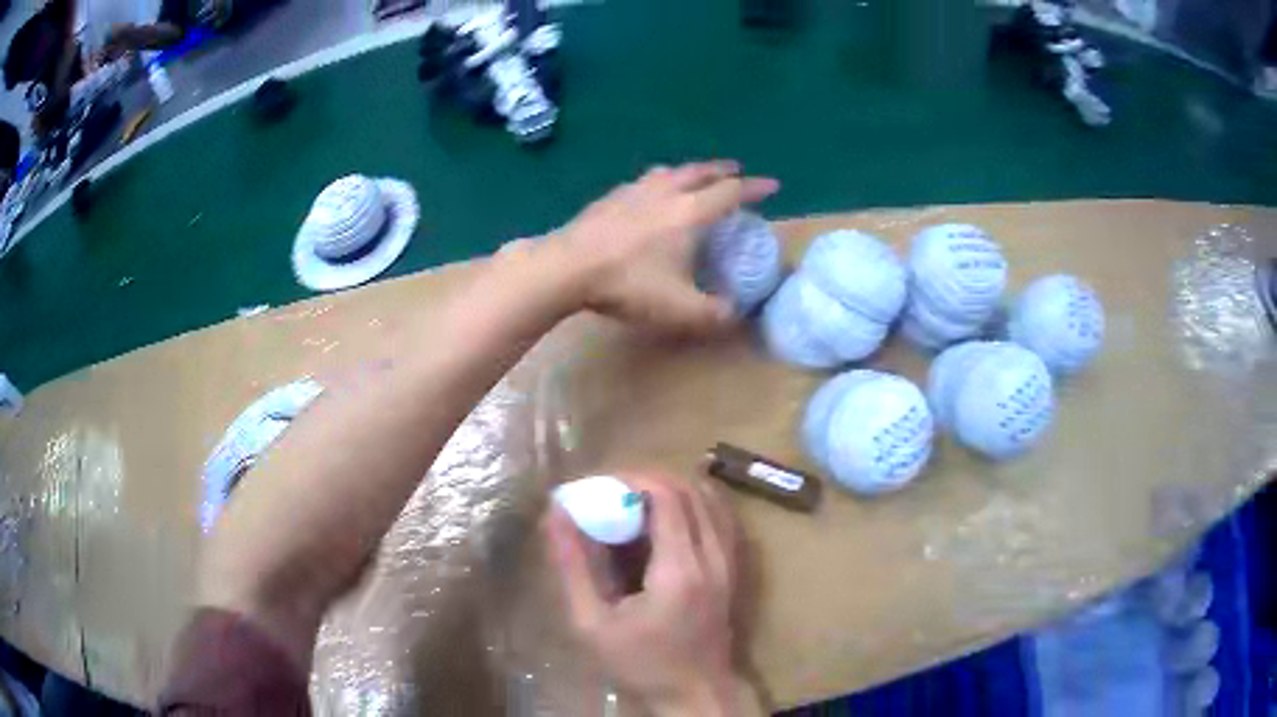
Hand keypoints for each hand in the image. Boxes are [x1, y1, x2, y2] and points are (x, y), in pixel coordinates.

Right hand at [547, 474, 761, 715]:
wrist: (694, 694)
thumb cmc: (640, 664)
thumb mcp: (592, 623)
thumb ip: (574, 566)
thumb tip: (557, 514)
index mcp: (680, 569)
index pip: (666, 496)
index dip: (632, 478)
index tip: (600, 486)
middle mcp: (713, 557)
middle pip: (690, 490)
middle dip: (649, 480)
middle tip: (613, 493)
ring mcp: (731, 562)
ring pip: (710, 499)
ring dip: (673, 490)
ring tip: (636, 503)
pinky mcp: (735, 569)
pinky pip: (721, 518)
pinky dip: (695, 504)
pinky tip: (669, 519)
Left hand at [553, 160, 778, 335]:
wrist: (566, 268)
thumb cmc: (628, 284)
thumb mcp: (679, 309)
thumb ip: (714, 314)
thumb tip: (735, 313)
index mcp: (689, 212)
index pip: (731, 192)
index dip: (755, 188)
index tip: (772, 184)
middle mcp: (665, 192)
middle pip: (700, 172)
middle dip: (722, 170)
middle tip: (735, 170)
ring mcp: (632, 191)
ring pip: (668, 172)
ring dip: (688, 171)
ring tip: (692, 177)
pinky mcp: (607, 198)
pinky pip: (642, 182)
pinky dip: (657, 182)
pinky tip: (646, 194)